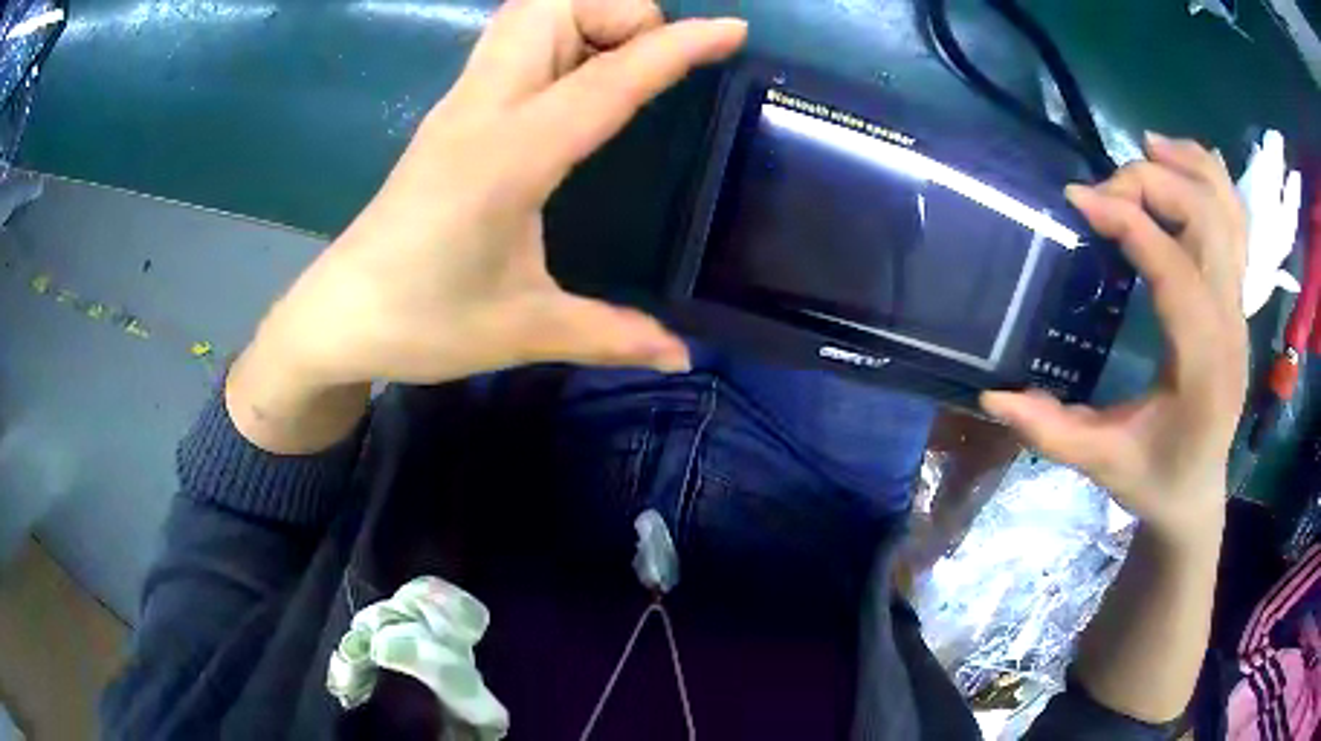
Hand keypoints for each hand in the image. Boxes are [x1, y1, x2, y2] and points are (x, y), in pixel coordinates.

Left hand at [258, 0, 745, 387]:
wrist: (337, 316)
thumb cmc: (421, 323)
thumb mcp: (524, 331)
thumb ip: (610, 336)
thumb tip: (681, 356)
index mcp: (509, 158)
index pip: (607, 80)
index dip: (675, 48)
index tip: (732, 30)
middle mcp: (482, 109)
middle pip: (550, 5)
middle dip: (618, 10)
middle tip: (653, 58)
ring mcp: (459, 103)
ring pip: (525, 13)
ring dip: (584, 15)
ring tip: (622, 64)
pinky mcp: (450, 113)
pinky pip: (509, 40)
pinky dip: (556, 34)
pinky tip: (575, 80)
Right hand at [982, 134, 1248, 539]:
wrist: (1199, 490)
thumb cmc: (1157, 479)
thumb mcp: (1103, 464)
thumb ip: (1053, 432)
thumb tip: (994, 394)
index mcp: (1203, 367)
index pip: (1177, 272)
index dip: (1131, 224)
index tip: (1079, 199)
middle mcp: (1230, 324)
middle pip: (1207, 221)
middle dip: (1153, 185)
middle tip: (1104, 189)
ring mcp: (1238, 306)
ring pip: (1227, 210)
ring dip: (1188, 167)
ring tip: (1146, 147)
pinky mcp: (1236, 297)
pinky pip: (1235, 220)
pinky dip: (1211, 179)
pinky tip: (1181, 165)